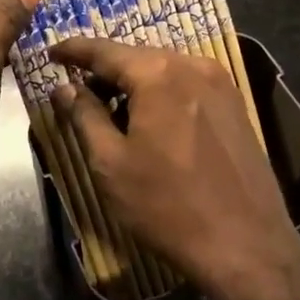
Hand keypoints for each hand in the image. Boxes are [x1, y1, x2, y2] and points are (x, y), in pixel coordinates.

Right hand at [50, 37, 299, 297]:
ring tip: (112, 111)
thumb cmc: (169, 206)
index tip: (51, 53)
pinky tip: (151, 121)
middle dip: (104, 70)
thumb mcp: (112, 164)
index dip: (73, 50)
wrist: (249, 248)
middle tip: (78, 91)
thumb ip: (84, 116)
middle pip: (135, 56)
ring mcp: (219, 82)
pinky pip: (186, 83)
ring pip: (163, 69)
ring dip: (134, 83)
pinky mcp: (235, 103)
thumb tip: (63, 87)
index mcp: (158, 73)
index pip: (104, 50)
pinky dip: (162, 92)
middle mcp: (191, 64)